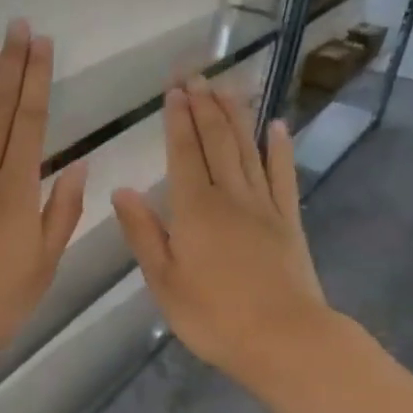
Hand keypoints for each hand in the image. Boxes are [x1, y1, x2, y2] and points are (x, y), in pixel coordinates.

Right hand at [112, 80, 331, 388]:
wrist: (283, 339)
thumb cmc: (213, 317)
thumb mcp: (164, 281)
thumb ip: (143, 233)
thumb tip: (122, 190)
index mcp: (194, 211)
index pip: (184, 154)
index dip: (177, 121)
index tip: (173, 90)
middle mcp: (231, 197)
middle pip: (216, 142)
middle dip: (204, 106)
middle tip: (195, 73)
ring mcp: (265, 206)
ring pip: (248, 150)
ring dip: (236, 115)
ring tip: (226, 85)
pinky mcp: (290, 222)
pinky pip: (283, 176)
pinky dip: (280, 149)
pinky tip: (278, 126)